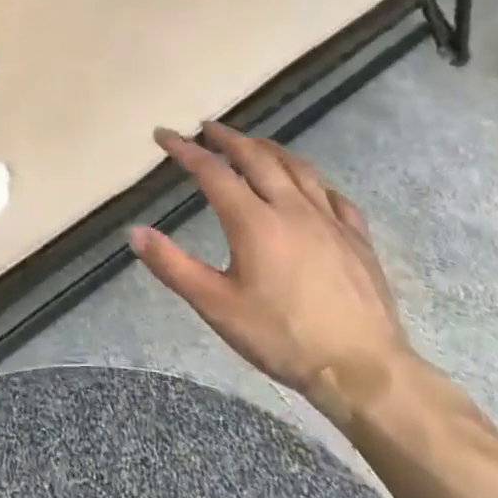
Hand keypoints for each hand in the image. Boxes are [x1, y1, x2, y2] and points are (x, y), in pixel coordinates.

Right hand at [129, 123, 409, 415]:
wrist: (363, 369)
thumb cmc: (281, 337)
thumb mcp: (216, 306)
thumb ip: (172, 266)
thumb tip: (134, 232)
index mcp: (254, 221)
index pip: (213, 172)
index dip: (186, 150)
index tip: (165, 135)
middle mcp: (292, 209)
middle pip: (257, 158)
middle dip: (229, 139)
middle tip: (208, 128)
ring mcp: (330, 221)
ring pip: (298, 169)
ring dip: (270, 149)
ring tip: (253, 143)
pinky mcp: (358, 239)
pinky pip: (333, 195)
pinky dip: (312, 180)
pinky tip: (310, 185)